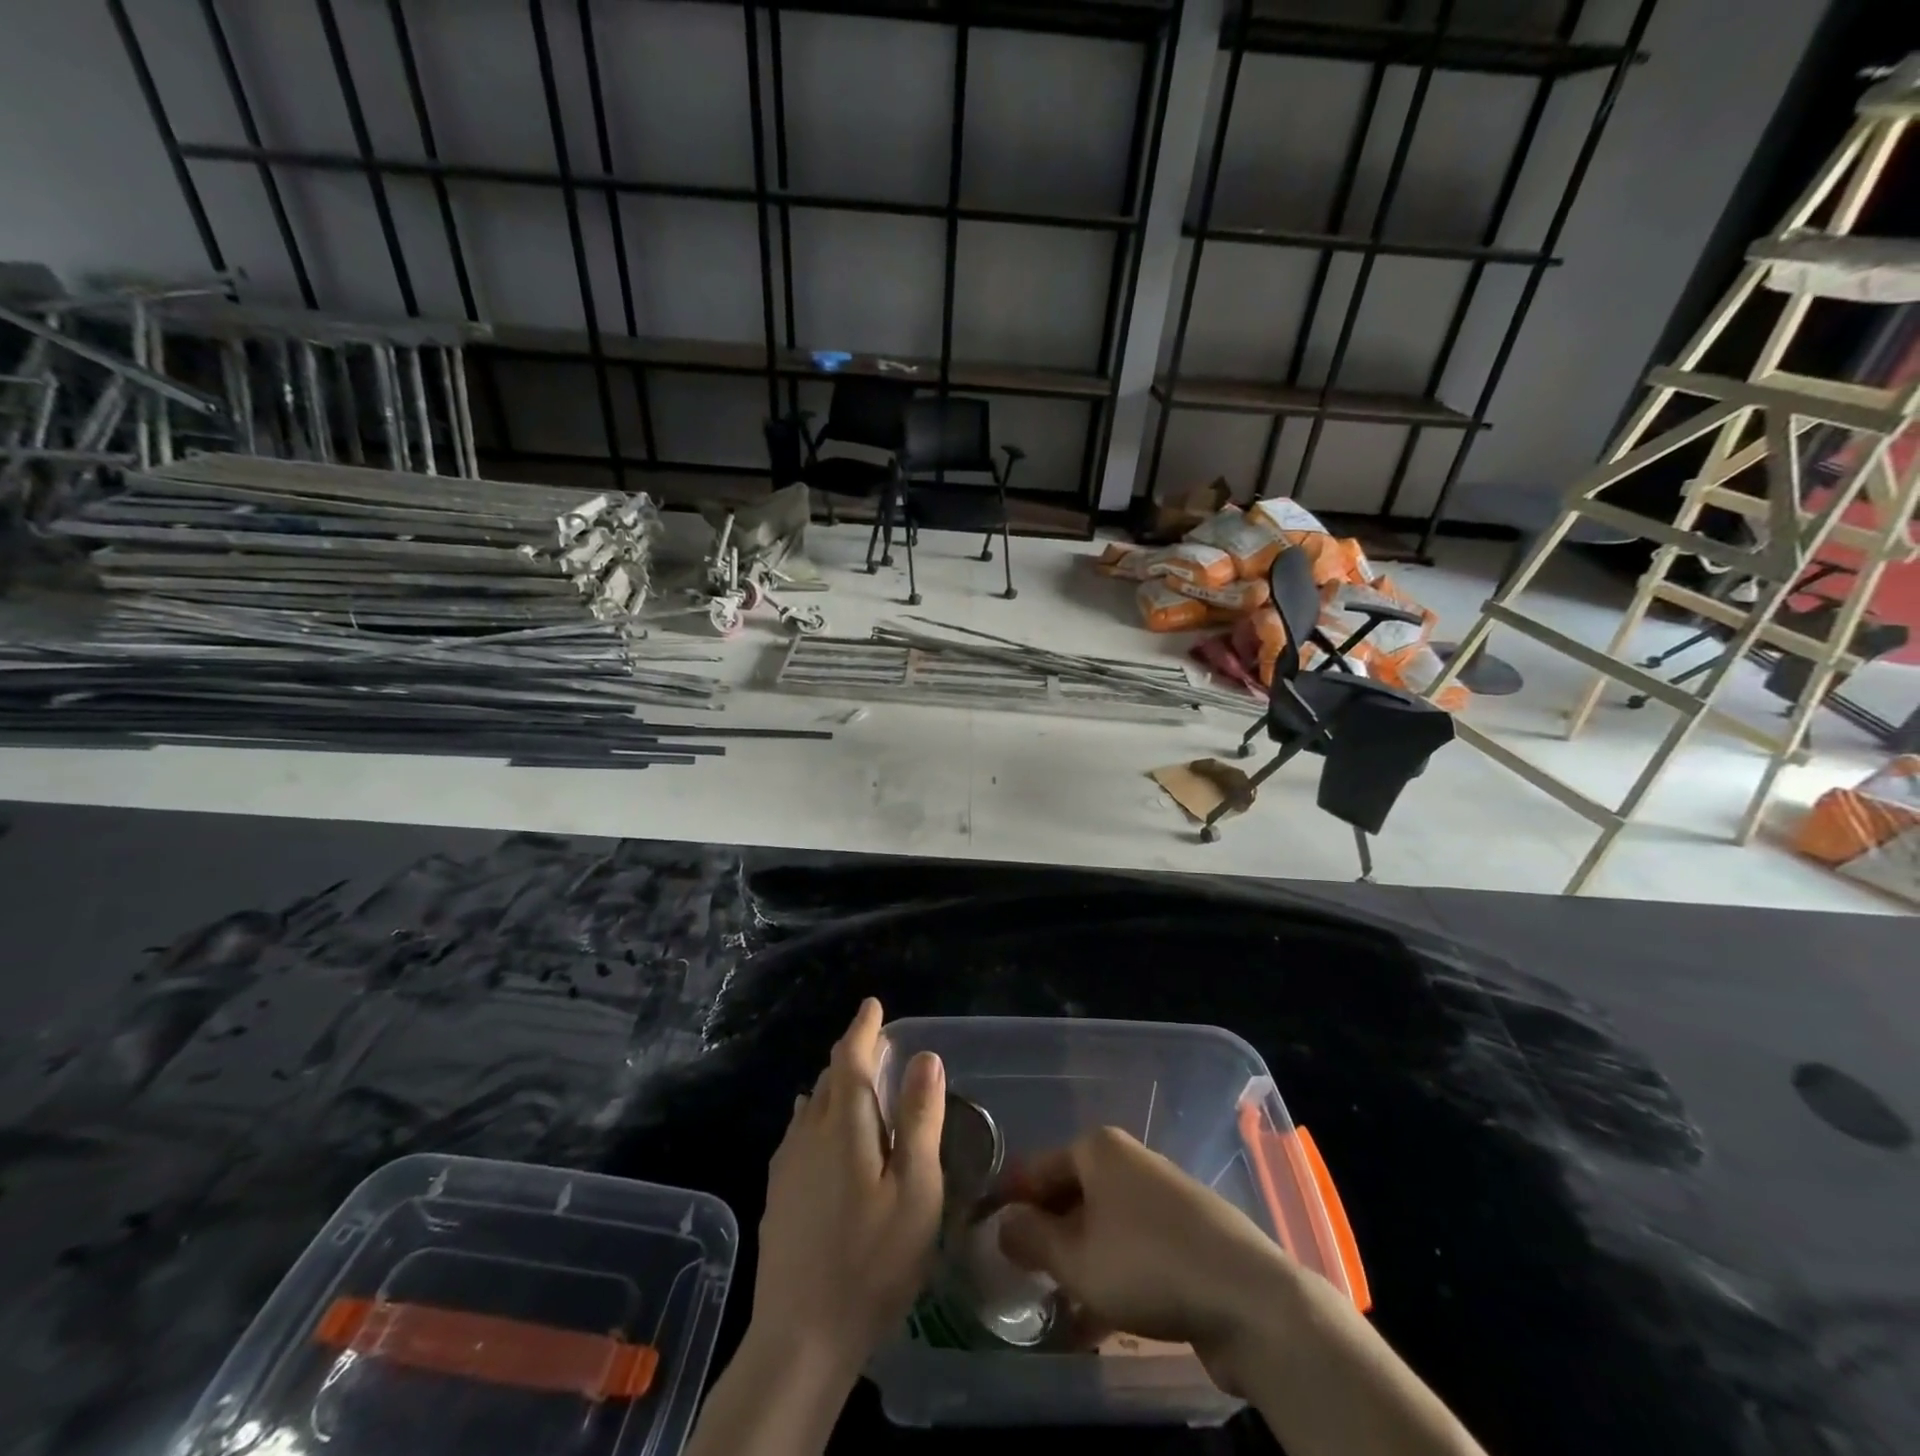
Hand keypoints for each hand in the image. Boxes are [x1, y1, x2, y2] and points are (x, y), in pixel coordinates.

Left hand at [750, 998, 946, 1379]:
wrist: (800, 1338)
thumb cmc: (871, 1262)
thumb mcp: (915, 1192)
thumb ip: (919, 1119)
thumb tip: (924, 1056)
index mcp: (843, 1126)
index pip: (849, 1058)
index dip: (863, 1028)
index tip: (873, 1004)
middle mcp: (807, 1133)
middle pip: (829, 1078)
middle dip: (853, 1055)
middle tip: (879, 1047)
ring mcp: (786, 1165)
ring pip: (811, 1105)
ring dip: (836, 1087)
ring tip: (859, 1087)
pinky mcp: (777, 1194)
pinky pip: (799, 1133)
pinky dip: (819, 1116)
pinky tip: (826, 1136)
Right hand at [995, 1126, 1290, 1387]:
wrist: (1247, 1297)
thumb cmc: (1146, 1264)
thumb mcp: (1076, 1258)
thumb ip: (1031, 1239)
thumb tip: (1002, 1223)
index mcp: (1097, 1149)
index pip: (1037, 1168)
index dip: (1008, 1199)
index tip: (983, 1231)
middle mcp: (1127, 1162)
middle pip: (1070, 1195)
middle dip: (1044, 1235)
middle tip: (1017, 1274)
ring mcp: (1159, 1197)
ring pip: (1100, 1227)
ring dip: (1075, 1264)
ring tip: (1052, 1306)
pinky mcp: (1184, 1234)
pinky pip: (1131, 1249)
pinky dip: (1109, 1277)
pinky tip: (1095, 1325)